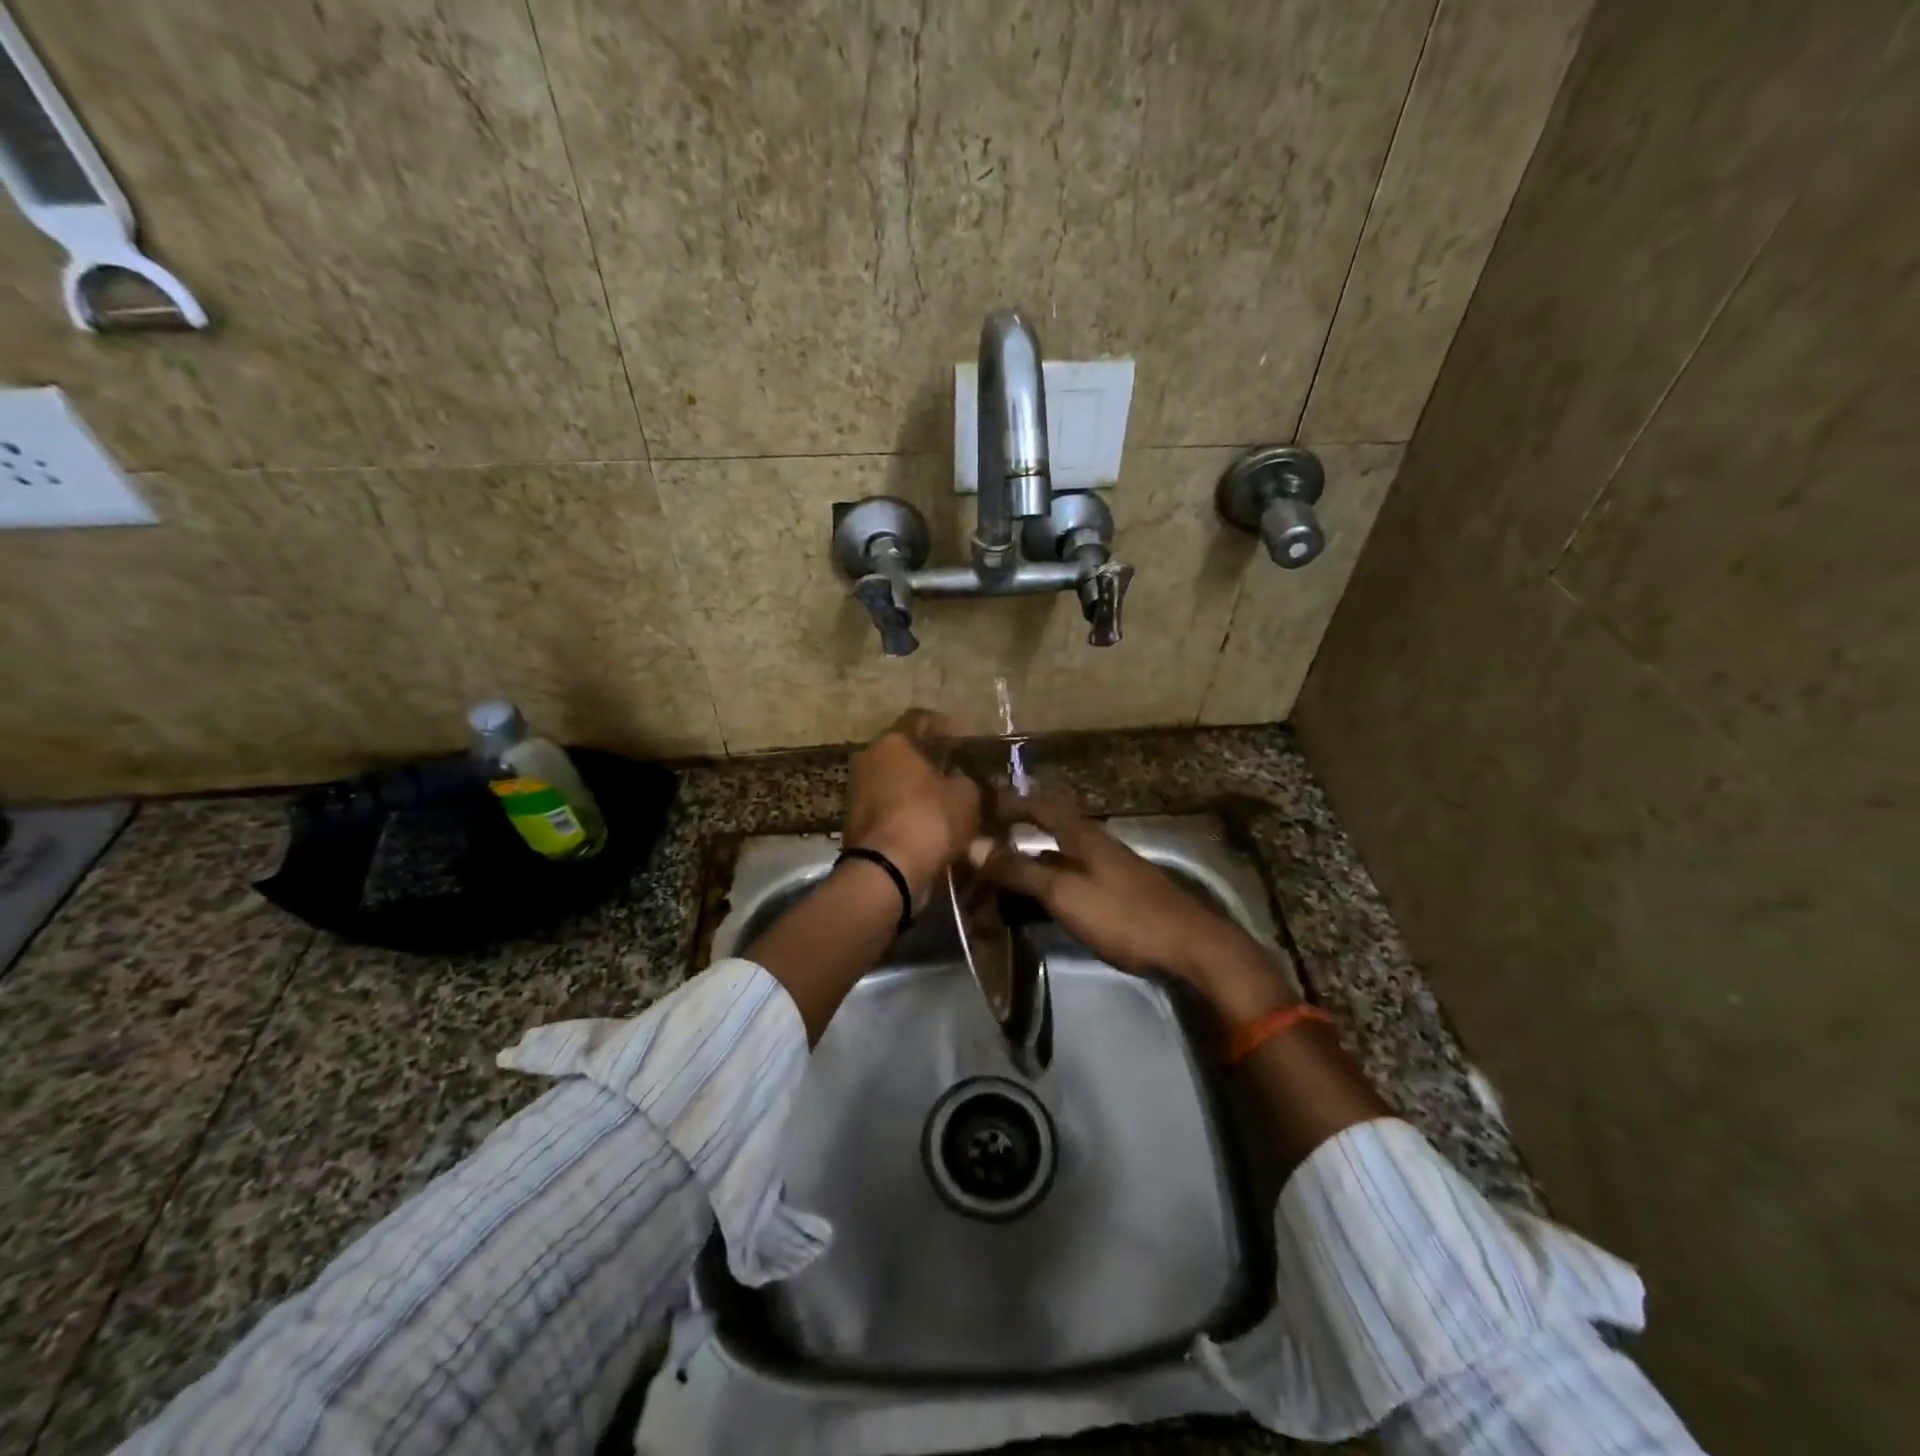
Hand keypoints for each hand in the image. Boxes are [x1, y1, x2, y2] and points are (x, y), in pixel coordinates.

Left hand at [842, 710, 981, 907]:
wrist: (887, 871)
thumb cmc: (928, 819)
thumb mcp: (965, 795)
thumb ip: (965, 780)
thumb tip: (960, 780)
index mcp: (892, 742)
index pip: (920, 720)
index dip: (946, 727)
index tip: (965, 739)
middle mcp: (868, 759)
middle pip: (904, 753)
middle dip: (931, 762)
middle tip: (958, 774)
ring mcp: (857, 792)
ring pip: (896, 783)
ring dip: (919, 791)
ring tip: (949, 805)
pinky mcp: (855, 824)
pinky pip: (889, 810)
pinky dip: (908, 815)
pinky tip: (931, 828)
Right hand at [975, 790, 1297, 1023]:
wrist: (1190, 946)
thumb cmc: (1123, 915)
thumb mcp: (1064, 893)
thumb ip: (1020, 870)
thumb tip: (975, 845)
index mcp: (1083, 836)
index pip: (1041, 806)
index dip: (1011, 802)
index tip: (982, 804)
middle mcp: (1097, 844)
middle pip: (1052, 828)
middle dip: (1020, 830)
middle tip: (985, 842)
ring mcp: (1112, 869)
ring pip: (1063, 855)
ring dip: (1033, 859)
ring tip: (1002, 873)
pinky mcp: (1120, 893)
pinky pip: (1075, 877)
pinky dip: (1051, 881)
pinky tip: (1041, 900)